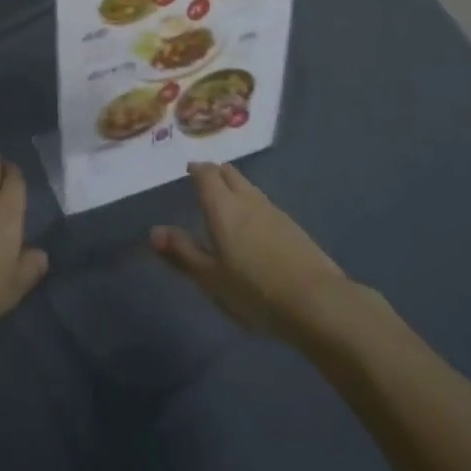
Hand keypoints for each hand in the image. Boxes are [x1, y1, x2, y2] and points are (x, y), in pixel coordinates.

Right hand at [151, 162, 346, 339]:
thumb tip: (154, 231)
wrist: (317, 302)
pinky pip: (263, 203)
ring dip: (234, 186)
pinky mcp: (292, 226)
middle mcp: (247, 199)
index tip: (189, 170)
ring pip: (248, 186)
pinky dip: (251, 203)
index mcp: (223, 207)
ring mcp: (273, 210)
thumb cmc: (255, 291)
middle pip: (229, 173)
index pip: (206, 174)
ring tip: (226, 200)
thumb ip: (183, 253)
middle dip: (215, 172)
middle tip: (204, 180)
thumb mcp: (211, 278)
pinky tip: (253, 223)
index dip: (196, 169)